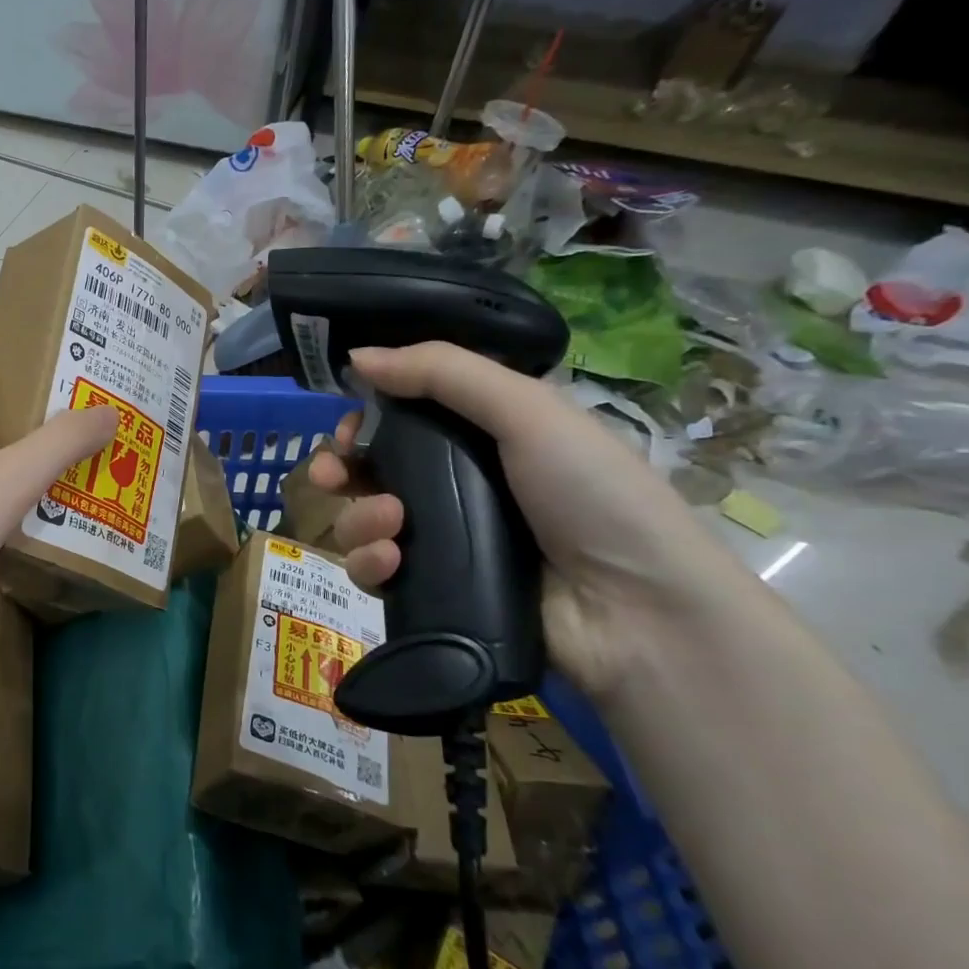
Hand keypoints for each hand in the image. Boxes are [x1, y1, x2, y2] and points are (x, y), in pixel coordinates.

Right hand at [308, 343, 749, 700]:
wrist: (638, 614)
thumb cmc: (592, 495)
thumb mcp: (528, 412)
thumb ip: (443, 373)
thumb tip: (356, 355)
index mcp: (478, 436)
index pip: (398, 419)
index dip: (362, 420)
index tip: (346, 429)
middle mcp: (452, 484)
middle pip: (368, 470)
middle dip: (338, 469)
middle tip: (330, 476)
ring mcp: (440, 540)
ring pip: (362, 520)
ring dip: (358, 518)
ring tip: (390, 525)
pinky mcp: (431, 590)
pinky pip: (373, 571)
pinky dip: (370, 564)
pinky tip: (391, 563)